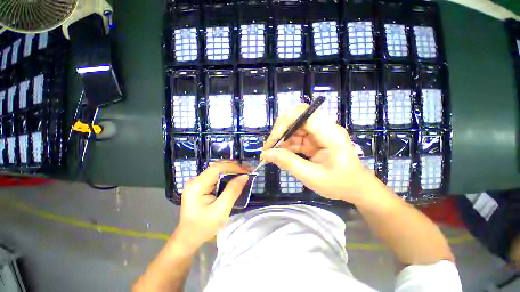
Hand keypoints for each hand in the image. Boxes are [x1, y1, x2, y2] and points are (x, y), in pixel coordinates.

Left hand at [174, 161, 248, 251]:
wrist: (188, 238)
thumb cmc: (203, 227)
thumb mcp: (220, 211)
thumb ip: (232, 191)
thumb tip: (244, 176)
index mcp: (197, 185)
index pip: (217, 168)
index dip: (233, 167)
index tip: (247, 170)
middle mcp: (196, 180)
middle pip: (217, 167)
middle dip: (234, 166)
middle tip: (249, 169)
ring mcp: (197, 182)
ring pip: (218, 170)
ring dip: (232, 169)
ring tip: (245, 171)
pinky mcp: (201, 185)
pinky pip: (216, 176)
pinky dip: (228, 175)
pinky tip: (236, 176)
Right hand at [261, 104, 371, 202]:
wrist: (357, 189)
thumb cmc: (339, 184)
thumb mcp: (312, 177)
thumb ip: (289, 163)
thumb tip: (267, 154)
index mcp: (330, 133)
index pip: (304, 114)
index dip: (284, 124)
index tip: (272, 142)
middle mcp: (324, 128)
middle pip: (296, 118)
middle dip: (279, 132)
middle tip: (269, 148)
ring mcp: (319, 133)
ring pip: (294, 128)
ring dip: (281, 140)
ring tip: (271, 155)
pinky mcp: (314, 140)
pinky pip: (296, 138)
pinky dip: (286, 145)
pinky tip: (280, 155)